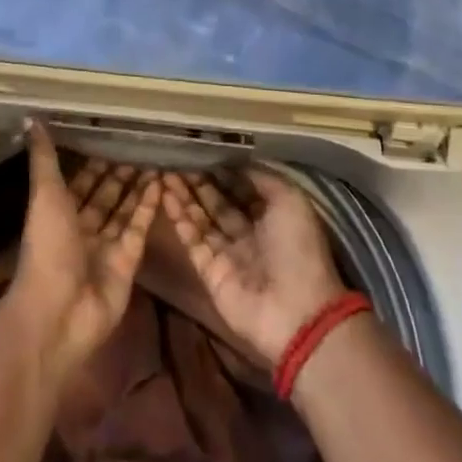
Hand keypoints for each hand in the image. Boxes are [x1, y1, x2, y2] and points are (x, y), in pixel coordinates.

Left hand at [7, 121, 160, 378]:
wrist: (59, 311)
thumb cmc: (48, 248)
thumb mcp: (44, 195)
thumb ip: (44, 158)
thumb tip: (30, 118)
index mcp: (58, 213)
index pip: (79, 182)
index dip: (93, 162)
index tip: (111, 137)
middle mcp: (82, 229)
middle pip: (104, 196)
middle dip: (119, 174)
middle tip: (141, 146)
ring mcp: (106, 247)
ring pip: (124, 210)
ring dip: (137, 187)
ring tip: (156, 160)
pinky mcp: (128, 262)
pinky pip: (139, 228)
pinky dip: (148, 207)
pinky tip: (161, 183)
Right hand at [160, 166, 346, 365]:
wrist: (295, 311)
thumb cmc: (297, 248)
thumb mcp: (289, 200)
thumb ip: (261, 178)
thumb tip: (234, 162)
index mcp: (271, 217)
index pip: (240, 188)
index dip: (221, 170)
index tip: (200, 150)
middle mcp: (248, 233)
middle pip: (217, 202)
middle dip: (198, 181)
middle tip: (175, 158)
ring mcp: (227, 253)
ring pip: (200, 218)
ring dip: (184, 195)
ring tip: (164, 170)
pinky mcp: (209, 271)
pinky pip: (191, 239)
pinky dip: (178, 218)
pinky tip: (165, 195)